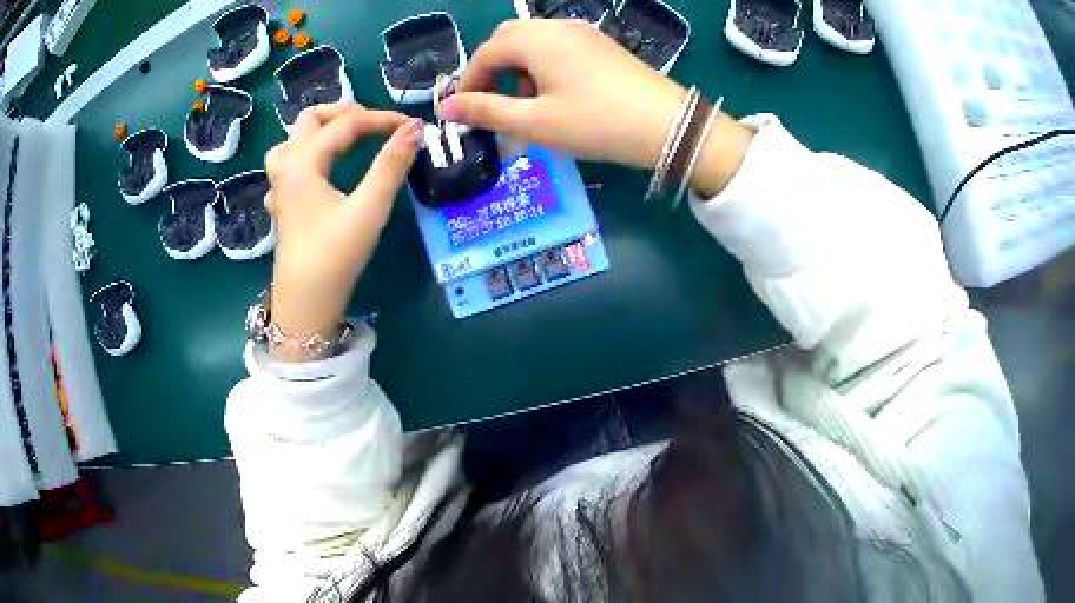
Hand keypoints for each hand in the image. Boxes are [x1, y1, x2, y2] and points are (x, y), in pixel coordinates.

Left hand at [263, 103, 419, 361]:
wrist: (304, 304)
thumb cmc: (334, 257)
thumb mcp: (369, 209)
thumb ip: (391, 165)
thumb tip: (415, 129)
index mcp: (304, 162)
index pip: (346, 124)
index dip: (382, 119)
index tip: (413, 127)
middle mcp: (287, 167)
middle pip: (310, 120)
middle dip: (345, 114)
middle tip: (375, 125)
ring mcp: (280, 187)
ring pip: (292, 141)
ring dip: (319, 131)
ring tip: (346, 139)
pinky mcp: (282, 206)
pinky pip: (287, 167)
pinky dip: (307, 157)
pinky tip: (320, 173)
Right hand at [441, 19, 753, 196]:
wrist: (667, 125)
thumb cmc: (595, 123)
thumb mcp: (534, 122)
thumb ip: (485, 111)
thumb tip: (445, 109)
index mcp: (535, 40)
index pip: (486, 52)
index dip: (468, 81)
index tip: (463, 111)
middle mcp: (557, 27)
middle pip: (509, 39)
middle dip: (493, 70)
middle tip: (492, 104)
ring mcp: (583, 33)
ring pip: (535, 42)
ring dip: (519, 69)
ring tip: (527, 105)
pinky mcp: (601, 45)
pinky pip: (559, 47)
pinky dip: (544, 67)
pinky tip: (556, 95)